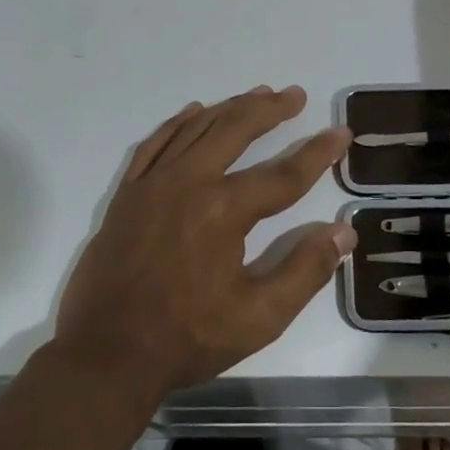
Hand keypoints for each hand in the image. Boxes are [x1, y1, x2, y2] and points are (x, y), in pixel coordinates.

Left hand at [52, 86, 354, 400]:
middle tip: (295, 95)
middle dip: (270, 110)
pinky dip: (178, 123)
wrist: (105, 356)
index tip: (341, 133)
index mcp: (223, 210)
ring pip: (197, 128)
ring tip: (258, 94)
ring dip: (231, 108)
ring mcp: (153, 183)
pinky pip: (155, 143)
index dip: (317, 153)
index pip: (283, 174)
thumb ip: (305, 270)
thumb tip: (344, 232)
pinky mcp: (127, 193)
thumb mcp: (259, 318)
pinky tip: (195, 111)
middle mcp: (188, 182)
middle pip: (236, 130)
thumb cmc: (187, 338)